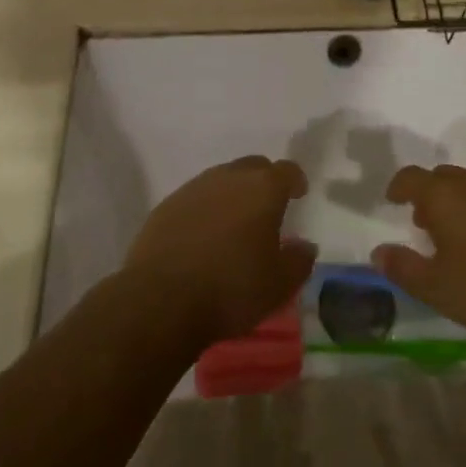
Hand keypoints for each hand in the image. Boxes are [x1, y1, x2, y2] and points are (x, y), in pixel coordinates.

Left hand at [125, 157, 316, 347]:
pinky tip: (203, 237)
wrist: (161, 300)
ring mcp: (194, 188)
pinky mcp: (167, 205)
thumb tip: (304, 245)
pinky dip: (205, 210)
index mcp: (262, 189)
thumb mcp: (279, 285)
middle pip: (253, 167)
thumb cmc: (231, 289)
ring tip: (234, 224)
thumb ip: (299, 260)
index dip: (295, 180)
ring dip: (232, 194)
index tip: (298, 194)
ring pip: (222, 180)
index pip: (286, 170)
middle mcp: (229, 177)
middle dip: (264, 182)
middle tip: (267, 208)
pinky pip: (195, 198)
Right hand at [371, 165, 465, 347]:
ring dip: (456, 201)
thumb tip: (378, 253)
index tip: (392, 200)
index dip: (399, 186)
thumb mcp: (434, 288)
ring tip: (454, 234)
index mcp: (444, 196)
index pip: (412, 177)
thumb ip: (402, 267)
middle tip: (422, 222)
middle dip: (428, 193)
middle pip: (442, 176)